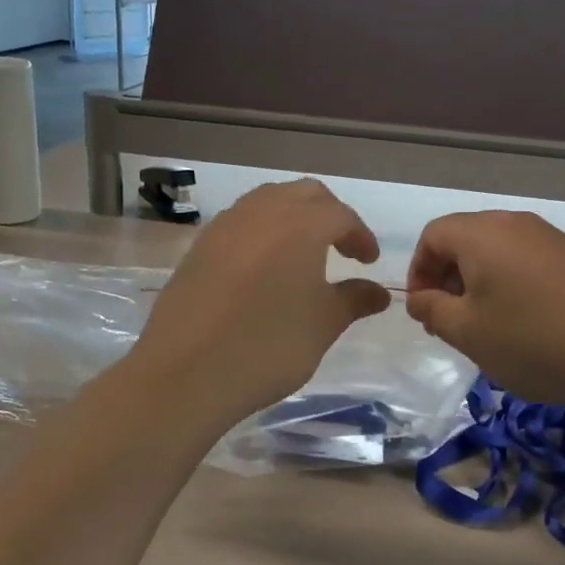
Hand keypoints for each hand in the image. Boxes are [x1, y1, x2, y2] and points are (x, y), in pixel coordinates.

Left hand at [132, 180, 390, 425]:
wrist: (186, 370)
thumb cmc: (268, 345)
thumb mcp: (323, 325)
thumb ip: (354, 300)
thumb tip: (378, 293)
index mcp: (301, 223)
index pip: (341, 216)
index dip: (361, 236)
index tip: (369, 262)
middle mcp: (263, 211)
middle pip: (305, 194)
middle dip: (328, 215)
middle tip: (341, 249)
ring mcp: (226, 225)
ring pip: (268, 201)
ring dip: (292, 217)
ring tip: (303, 255)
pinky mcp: (200, 245)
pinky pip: (240, 222)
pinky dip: (262, 232)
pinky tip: (264, 268)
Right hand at [405, 211, 564, 413]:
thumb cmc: (532, 341)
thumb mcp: (467, 332)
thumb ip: (431, 310)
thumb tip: (419, 298)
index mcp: (482, 234)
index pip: (433, 235)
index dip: (419, 271)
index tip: (424, 310)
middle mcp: (515, 224)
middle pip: (465, 238)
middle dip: (448, 277)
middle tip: (450, 321)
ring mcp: (551, 237)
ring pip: (498, 250)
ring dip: (480, 282)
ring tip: (487, 325)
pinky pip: (528, 260)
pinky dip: (512, 283)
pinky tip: (526, 322)